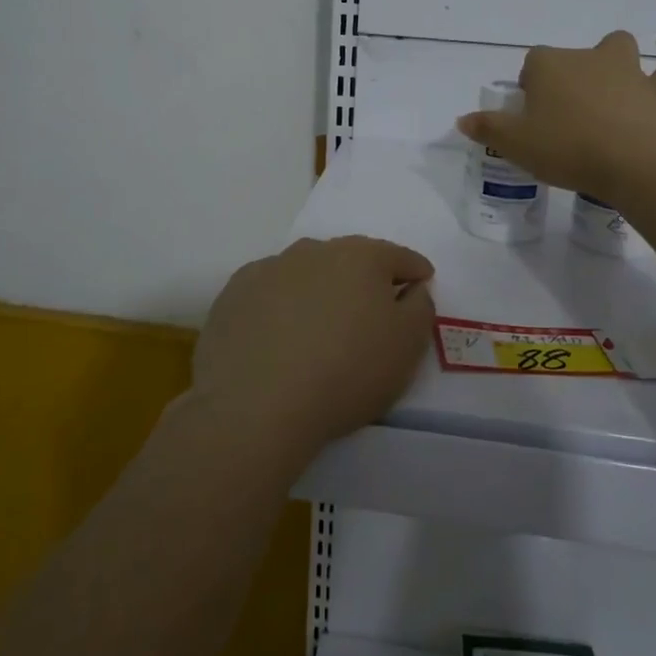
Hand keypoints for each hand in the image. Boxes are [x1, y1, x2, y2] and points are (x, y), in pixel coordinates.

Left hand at [191, 236, 435, 464]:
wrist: (256, 404)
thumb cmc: (346, 373)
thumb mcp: (406, 347)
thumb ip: (420, 308)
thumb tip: (412, 288)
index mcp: (361, 257)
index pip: (399, 257)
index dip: (414, 273)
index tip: (420, 285)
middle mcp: (314, 250)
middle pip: (350, 259)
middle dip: (364, 279)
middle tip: (369, 312)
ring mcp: (270, 268)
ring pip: (306, 272)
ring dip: (319, 289)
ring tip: (319, 326)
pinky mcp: (235, 292)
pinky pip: (269, 292)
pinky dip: (279, 305)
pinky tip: (277, 335)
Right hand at [456, 31, 655, 201]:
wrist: (633, 163)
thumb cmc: (567, 149)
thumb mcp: (516, 144)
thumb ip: (488, 128)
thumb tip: (462, 119)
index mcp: (549, 67)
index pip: (531, 65)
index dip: (529, 87)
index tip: (530, 115)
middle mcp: (587, 58)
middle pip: (570, 57)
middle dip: (566, 75)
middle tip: (564, 111)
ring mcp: (628, 70)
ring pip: (618, 48)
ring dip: (612, 58)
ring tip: (608, 79)